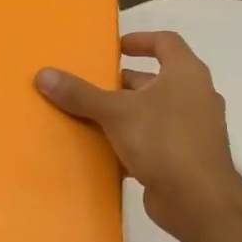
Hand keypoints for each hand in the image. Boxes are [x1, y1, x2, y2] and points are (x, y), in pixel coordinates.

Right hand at [36, 31, 241, 241]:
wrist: (198, 200)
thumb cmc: (163, 140)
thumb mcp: (115, 112)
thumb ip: (80, 94)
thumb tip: (43, 74)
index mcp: (186, 74)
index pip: (166, 42)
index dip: (140, 40)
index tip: (115, 48)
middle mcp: (195, 96)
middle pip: (157, 80)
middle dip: (124, 83)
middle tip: (92, 86)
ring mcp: (195, 129)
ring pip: (155, 112)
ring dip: (127, 113)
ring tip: (92, 117)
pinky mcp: (187, 157)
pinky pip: (156, 140)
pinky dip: (134, 141)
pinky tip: (106, 150)